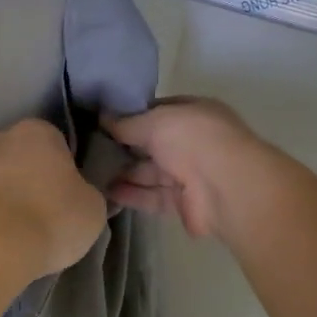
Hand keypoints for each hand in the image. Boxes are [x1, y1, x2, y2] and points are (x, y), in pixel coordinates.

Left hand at [0, 120, 106, 284]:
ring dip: (1, 199)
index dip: (65, 171)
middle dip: (29, 181)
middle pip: (20, 157)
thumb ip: (87, 195)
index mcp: (38, 131)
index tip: (68, 198)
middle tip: (41, 216)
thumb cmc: (48, 219)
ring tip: (12, 236)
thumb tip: (79, 196)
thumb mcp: (92, 211)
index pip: (58, 143)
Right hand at [104, 97, 268, 239]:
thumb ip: (127, 123)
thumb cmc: (192, 139)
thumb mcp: (155, 121)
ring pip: (151, 172)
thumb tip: (102, 118)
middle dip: (124, 147)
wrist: (226, 187)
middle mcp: (193, 143)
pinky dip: (131, 195)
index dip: (131, 115)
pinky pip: (152, 197)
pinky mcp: (183, 204)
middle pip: (153, 145)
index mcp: (194, 114)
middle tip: (89, 148)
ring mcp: (190, 174)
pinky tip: (104, 192)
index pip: (158, 112)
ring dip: (123, 172)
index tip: (102, 120)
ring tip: (90, 172)